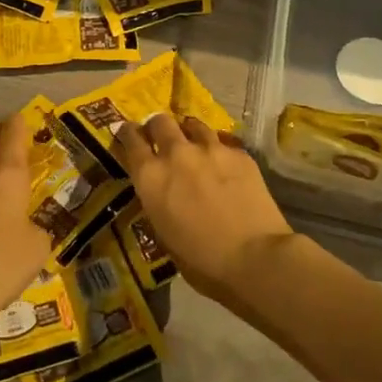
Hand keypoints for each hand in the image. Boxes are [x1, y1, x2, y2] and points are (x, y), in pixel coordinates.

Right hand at [118, 113, 293, 296]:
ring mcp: (210, 149)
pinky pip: (222, 142)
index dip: (128, 134)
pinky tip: (224, 163)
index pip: (131, 139)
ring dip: (188, 133)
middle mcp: (176, 154)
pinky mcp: (239, 153)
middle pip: (160, 121)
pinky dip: (218, 149)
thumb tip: (161, 191)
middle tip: (162, 138)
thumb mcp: (163, 232)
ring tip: (194, 144)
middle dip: (157, 127)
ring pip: (193, 125)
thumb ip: (157, 201)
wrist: (253, 256)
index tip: (129, 134)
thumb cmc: (201, 259)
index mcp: (151, 177)